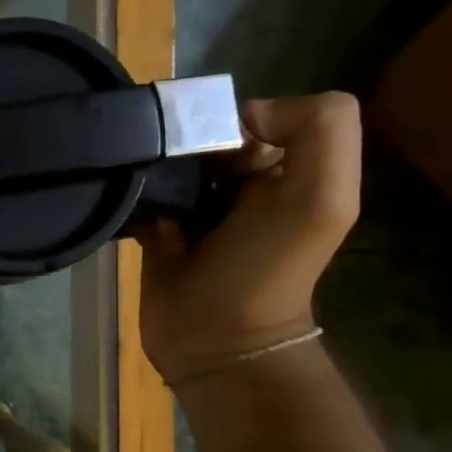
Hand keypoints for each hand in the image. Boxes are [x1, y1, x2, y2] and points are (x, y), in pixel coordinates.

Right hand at [136, 93, 359, 383]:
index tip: (210, 155)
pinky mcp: (155, 231)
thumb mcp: (322, 199)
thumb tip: (244, 112)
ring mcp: (195, 209)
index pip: (253, 118)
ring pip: (167, 164)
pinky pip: (137, 196)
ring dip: (151, 170)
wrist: (213, 339)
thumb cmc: (266, 269)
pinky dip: (130, 196)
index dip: (229, 125)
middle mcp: (242, 185)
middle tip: (168, 172)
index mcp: (287, 171)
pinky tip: (130, 208)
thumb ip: (318, 131)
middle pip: (204, 138)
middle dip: (182, 147)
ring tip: (142, 187)